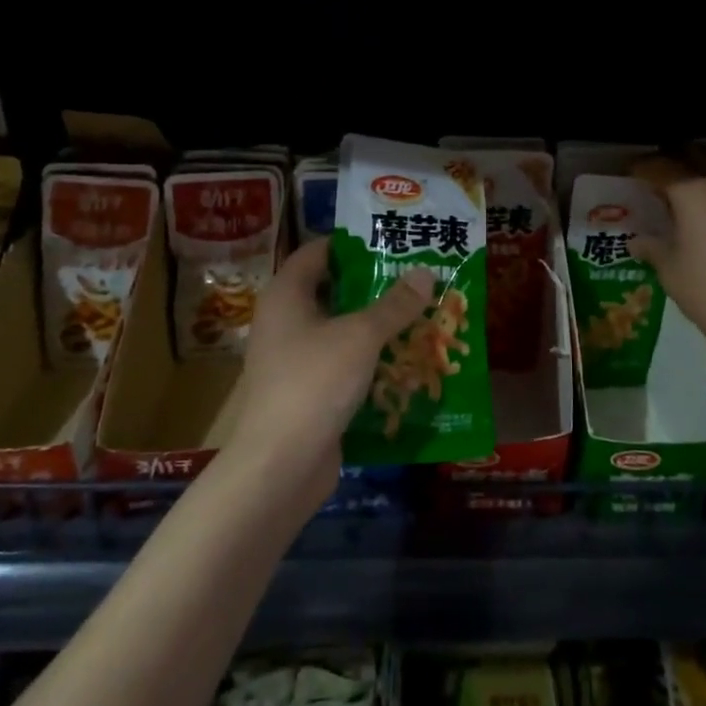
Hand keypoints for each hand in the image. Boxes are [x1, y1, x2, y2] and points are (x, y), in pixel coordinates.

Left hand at [221, 241, 434, 511]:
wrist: (280, 465)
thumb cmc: (314, 382)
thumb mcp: (361, 336)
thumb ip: (394, 305)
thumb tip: (425, 272)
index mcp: (287, 295)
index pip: (317, 252)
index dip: (352, 243)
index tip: (392, 241)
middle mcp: (286, 322)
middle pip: (334, 292)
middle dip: (376, 287)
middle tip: (420, 278)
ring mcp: (296, 360)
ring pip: (343, 332)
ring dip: (379, 327)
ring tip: (424, 316)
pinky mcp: (310, 393)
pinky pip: (345, 366)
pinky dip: (373, 362)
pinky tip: (409, 362)